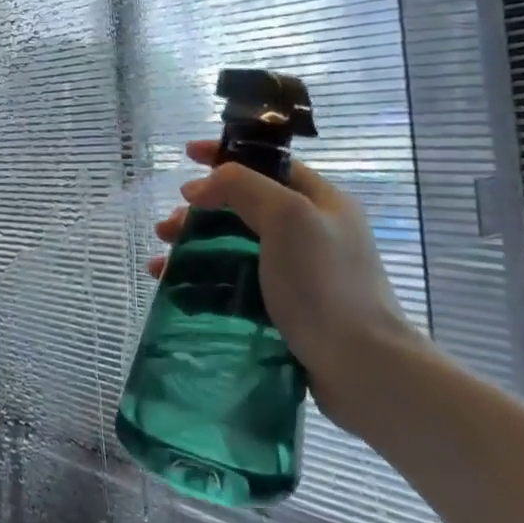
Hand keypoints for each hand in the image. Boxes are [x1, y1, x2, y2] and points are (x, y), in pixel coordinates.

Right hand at [149, 140, 422, 432]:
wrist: (361, 367)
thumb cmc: (325, 284)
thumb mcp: (287, 217)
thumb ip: (241, 186)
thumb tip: (198, 188)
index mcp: (321, 202)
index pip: (268, 163)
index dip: (226, 155)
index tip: (187, 155)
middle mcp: (311, 232)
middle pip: (243, 206)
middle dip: (200, 209)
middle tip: (169, 226)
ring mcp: (298, 272)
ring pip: (232, 245)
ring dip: (193, 245)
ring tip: (162, 260)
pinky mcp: (284, 307)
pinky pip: (233, 281)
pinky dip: (202, 278)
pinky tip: (175, 287)